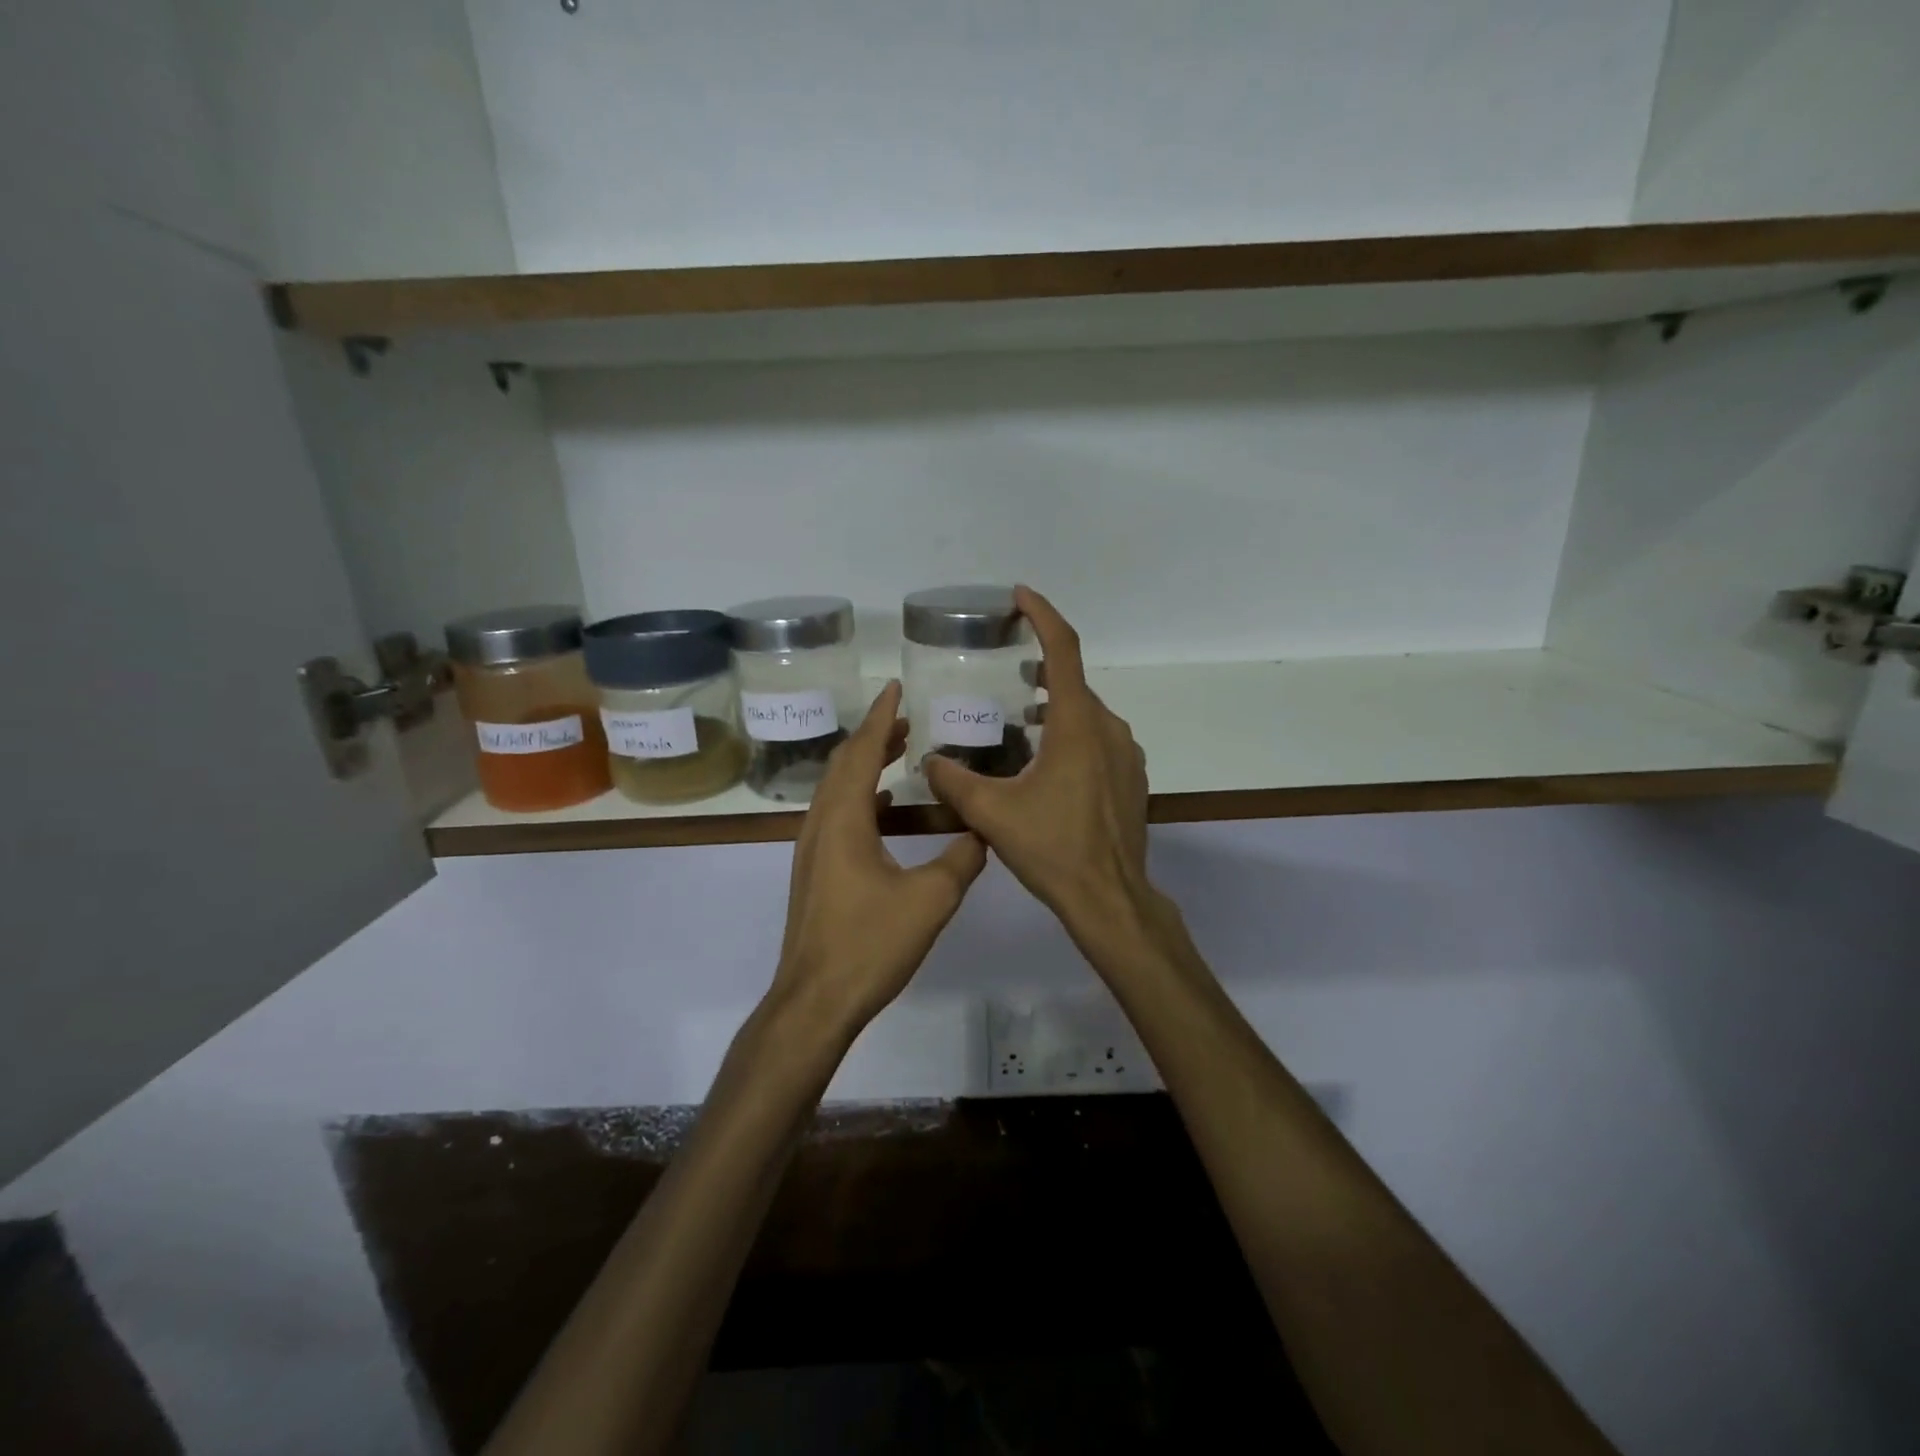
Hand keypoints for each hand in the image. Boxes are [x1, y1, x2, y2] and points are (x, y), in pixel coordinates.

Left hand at [766, 681, 987, 1037]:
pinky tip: (883, 806)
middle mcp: (820, 825)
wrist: (815, 1000)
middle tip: (905, 718)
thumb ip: (962, 858)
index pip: (861, 752)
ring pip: (836, 789)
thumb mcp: (931, 899)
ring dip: (864, 764)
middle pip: (843, 764)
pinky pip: (836, 814)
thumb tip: (983, 830)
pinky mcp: (815, 871)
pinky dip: (859, 795)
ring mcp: (812, 849)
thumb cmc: (869, 944)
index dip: (881, 717)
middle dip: (873, 735)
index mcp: (843, 820)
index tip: (896, 687)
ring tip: (897, 751)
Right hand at [921, 587, 1155, 945]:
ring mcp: (1126, 754)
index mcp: (1076, 725)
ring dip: (1056, 705)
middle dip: (1042, 668)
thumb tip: (928, 762)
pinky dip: (1073, 733)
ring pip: (1087, 713)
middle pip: (1073, 683)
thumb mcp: (992, 814)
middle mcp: (1108, 729)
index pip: (1063, 650)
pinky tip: (1048, 762)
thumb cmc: (1052, 848)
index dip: (1042, 615)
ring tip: (1023, 717)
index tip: (1020, 595)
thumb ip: (954, 782)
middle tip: (1008, 671)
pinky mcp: (1131, 778)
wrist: (1109, 897)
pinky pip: (1099, 739)